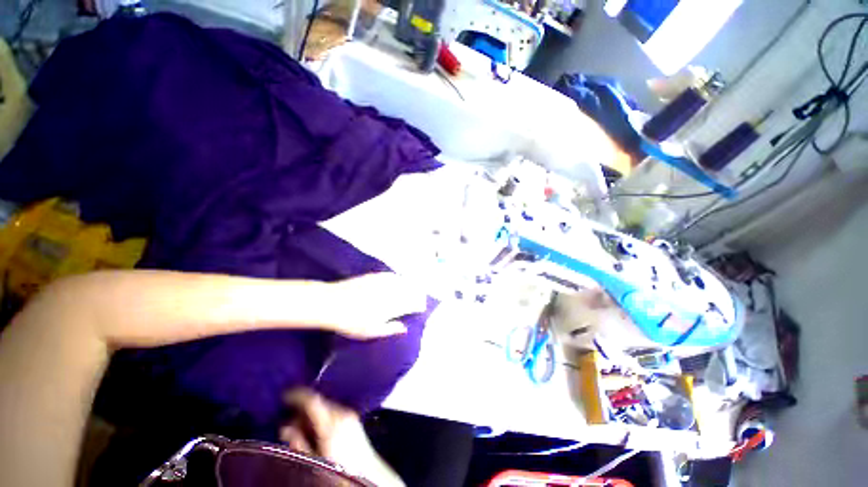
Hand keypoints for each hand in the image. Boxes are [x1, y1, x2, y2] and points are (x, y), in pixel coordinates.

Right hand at [280, 389, 403, 486]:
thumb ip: (300, 444)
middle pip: (318, 402)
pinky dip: (323, 417)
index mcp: (331, 422)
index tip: (283, 395)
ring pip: (326, 406)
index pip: (313, 400)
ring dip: (313, 414)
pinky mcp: (354, 419)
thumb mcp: (315, 461)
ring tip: (302, 432)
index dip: (297, 395)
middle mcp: (342, 413)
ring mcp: (350, 414)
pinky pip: (334, 411)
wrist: (369, 475)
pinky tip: (317, 432)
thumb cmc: (339, 470)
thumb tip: (286, 427)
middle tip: (289, 425)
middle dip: (302, 410)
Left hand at [321, 273, 427, 338]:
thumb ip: (390, 329)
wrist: (331, 302)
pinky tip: (398, 278)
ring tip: (413, 287)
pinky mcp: (374, 276)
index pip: (410, 303)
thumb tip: (404, 328)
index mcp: (391, 306)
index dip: (418, 305)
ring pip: (401, 281)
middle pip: (409, 291)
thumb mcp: (371, 331)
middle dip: (416, 293)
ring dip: (409, 285)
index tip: (421, 307)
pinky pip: (390, 275)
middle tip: (419, 297)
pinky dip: (397, 277)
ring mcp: (382, 282)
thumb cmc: (351, 321)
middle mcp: (390, 292)